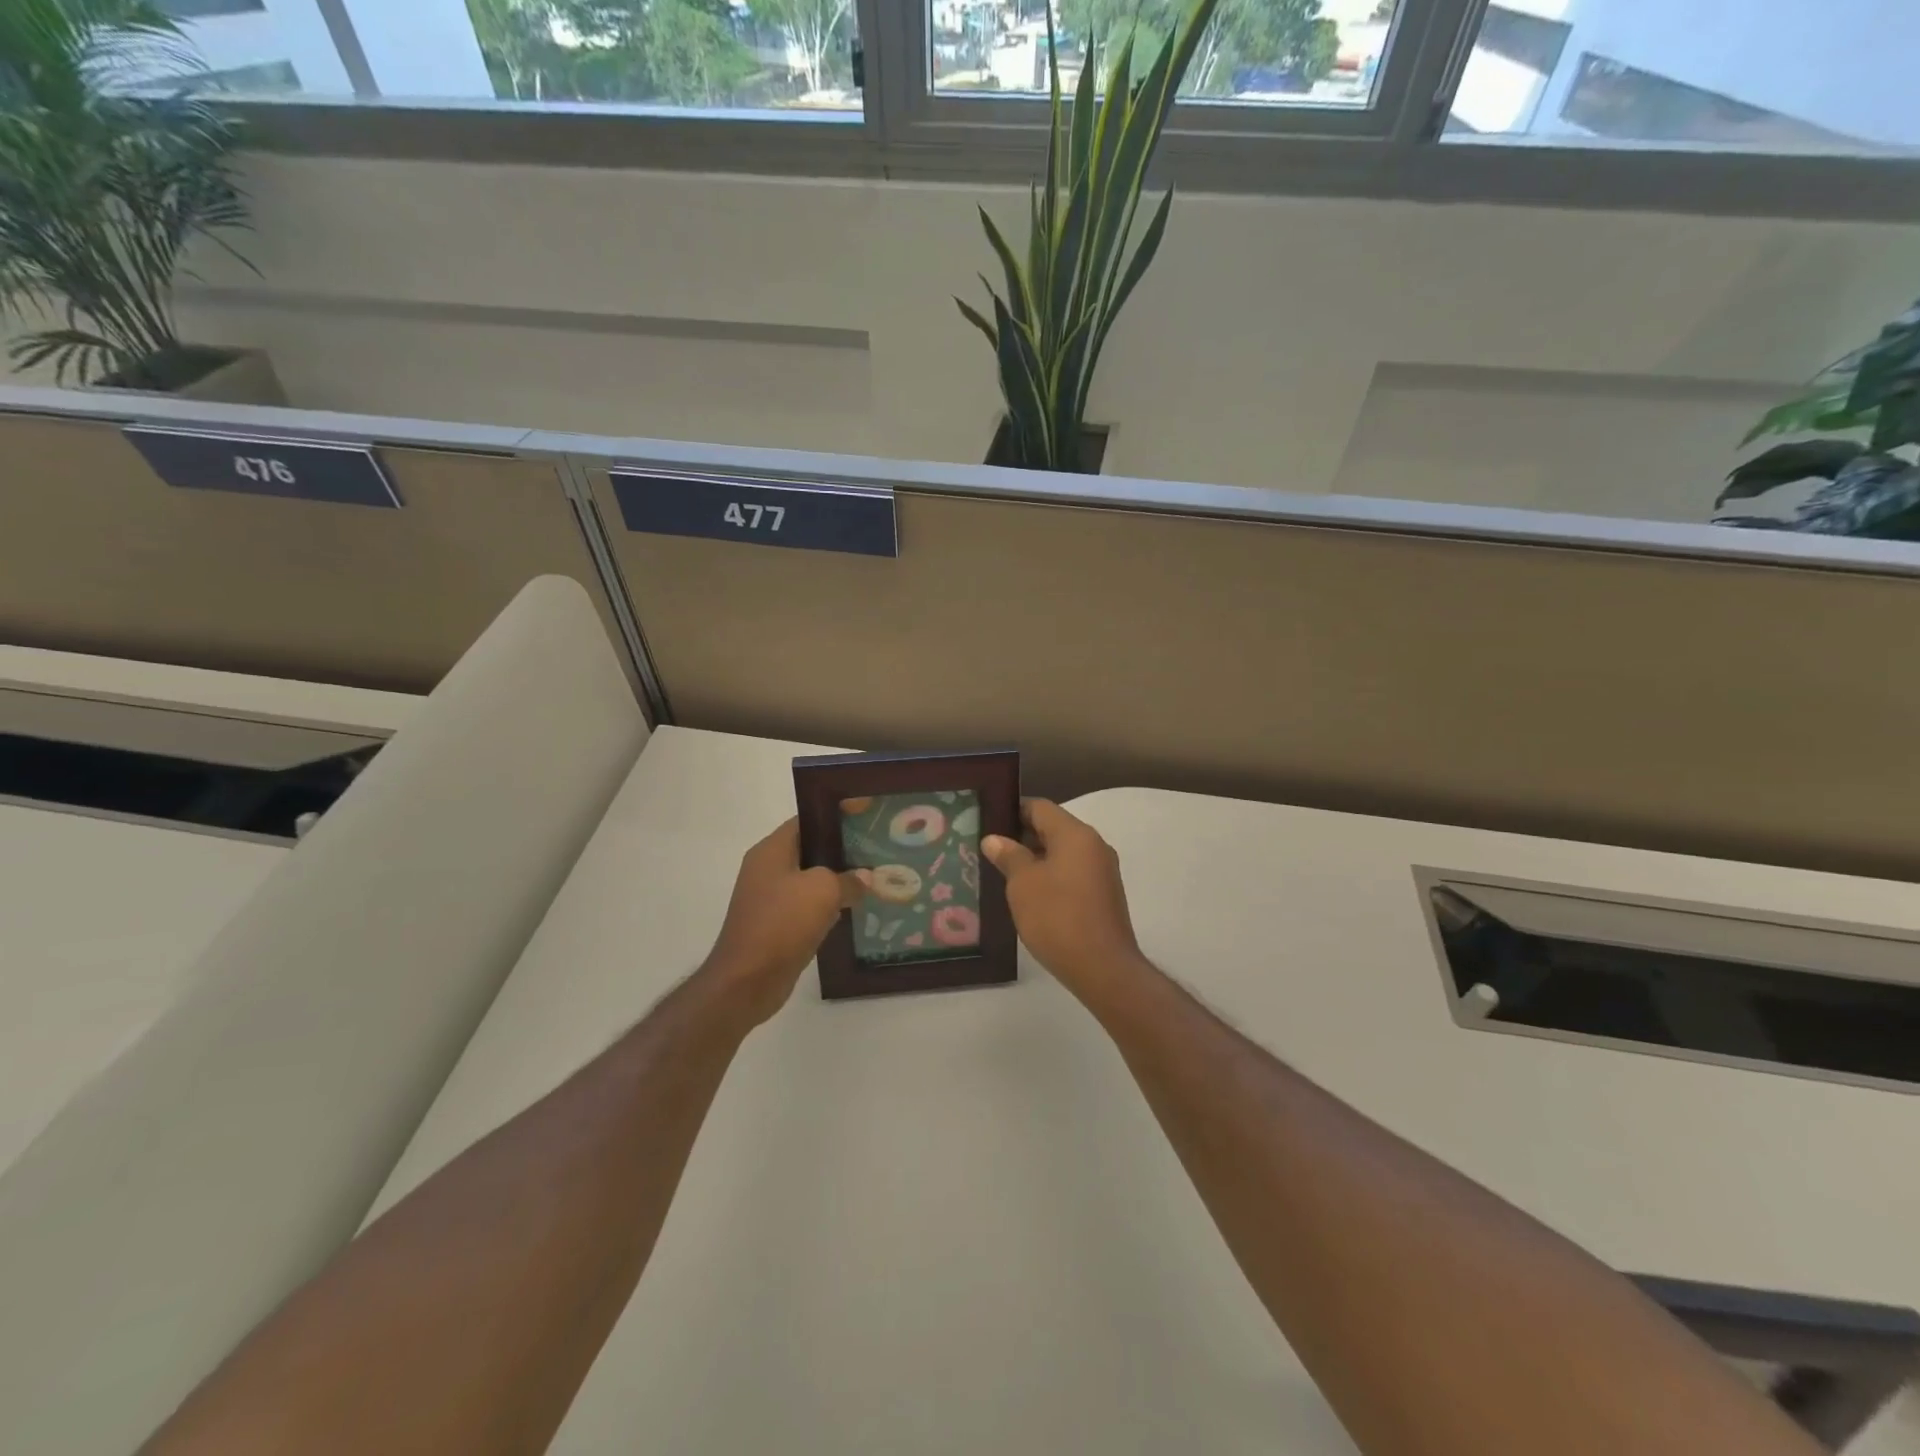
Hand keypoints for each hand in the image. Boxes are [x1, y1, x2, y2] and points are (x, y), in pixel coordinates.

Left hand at [701, 819, 868, 1027]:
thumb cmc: (782, 923)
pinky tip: (854, 911)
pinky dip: (828, 909)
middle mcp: (767, 870)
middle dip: (842, 852)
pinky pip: (807, 909)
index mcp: (772, 851)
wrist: (747, 980)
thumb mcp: (823, 891)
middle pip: (810, 851)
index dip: (835, 818)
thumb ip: (847, 879)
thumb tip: (864, 878)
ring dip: (837, 883)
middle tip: (876, 851)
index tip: (865, 820)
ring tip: (872, 880)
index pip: (806, 821)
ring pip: (811, 882)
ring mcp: (770, 900)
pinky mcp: (776, 926)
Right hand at [983, 799, 1145, 1000]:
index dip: (1012, 811)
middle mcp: (1094, 845)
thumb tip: (994, 839)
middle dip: (1022, 837)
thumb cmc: (1057, 917)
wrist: (1103, 968)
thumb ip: (1009, 856)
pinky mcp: (1105, 895)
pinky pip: (1073, 874)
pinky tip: (1030, 896)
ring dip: (1036, 859)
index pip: (1039, 807)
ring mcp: (1103, 871)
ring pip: (1063, 853)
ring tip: (1004, 874)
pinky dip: (1052, 877)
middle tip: (990, 851)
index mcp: (1075, 834)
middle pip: (1053, 828)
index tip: (988, 823)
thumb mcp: (1023, 884)